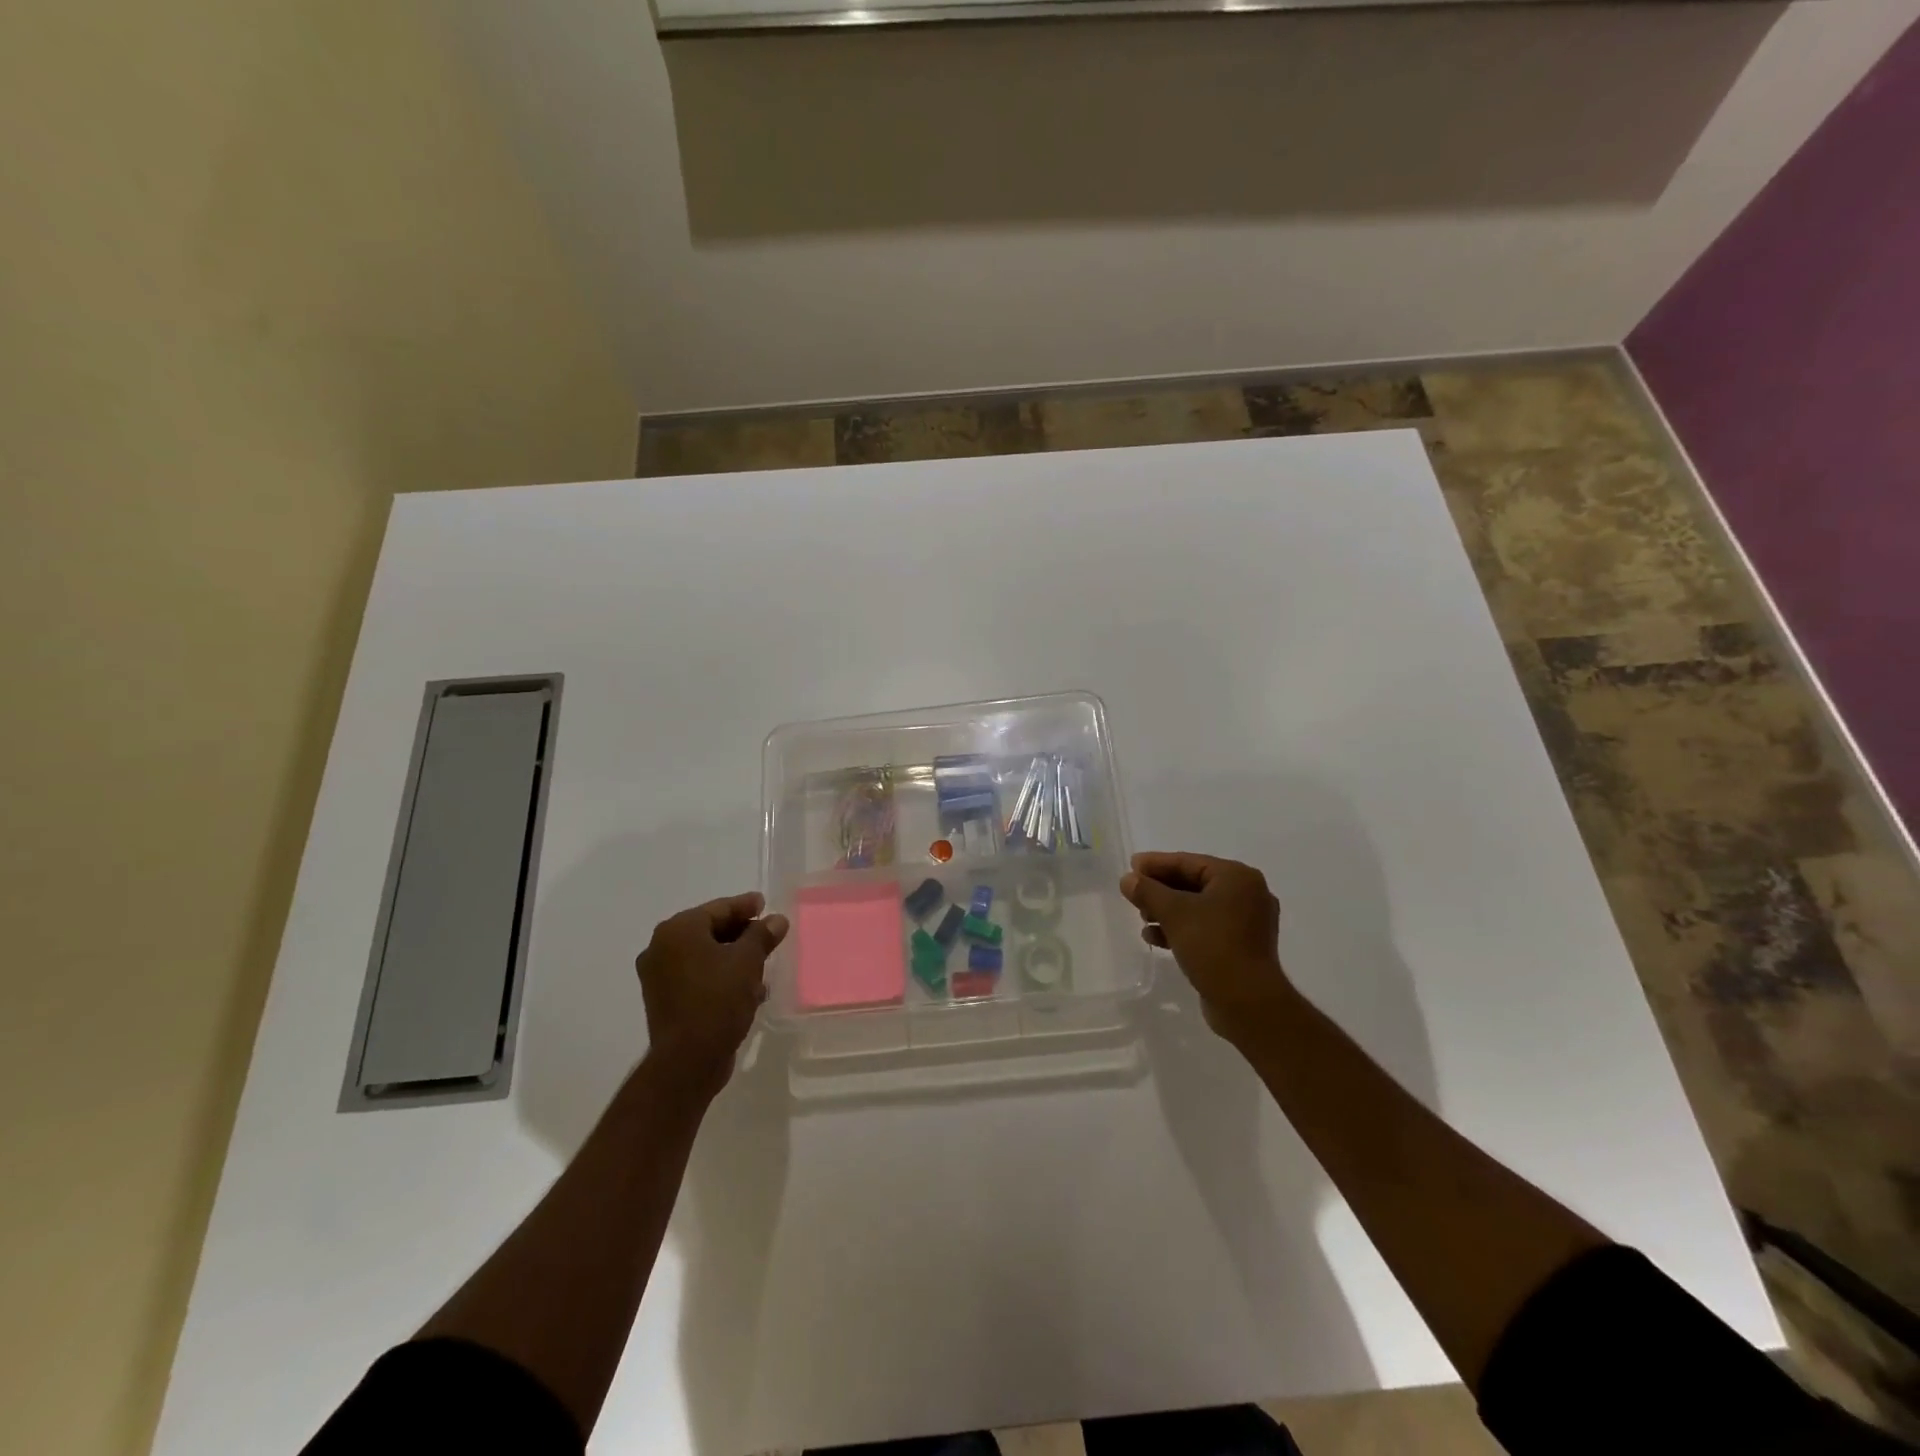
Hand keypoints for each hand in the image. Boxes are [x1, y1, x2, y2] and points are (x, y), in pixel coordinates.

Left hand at [635, 892, 788, 1099]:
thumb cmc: (718, 999)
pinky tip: (746, 989)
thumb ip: (762, 935)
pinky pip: (697, 977)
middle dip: (741, 933)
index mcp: (678, 930)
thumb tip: (776, 920)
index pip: (718, 909)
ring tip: (762, 964)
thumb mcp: (748, 961)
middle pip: (709, 930)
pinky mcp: (665, 1001)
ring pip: (704, 956)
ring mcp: (659, 977)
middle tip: (767, 934)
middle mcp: (661, 948)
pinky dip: (720, 977)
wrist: (688, 1061)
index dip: (745, 906)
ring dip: (732, 957)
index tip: (765, 904)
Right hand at [1119, 852, 1292, 1046]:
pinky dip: (1180, 929)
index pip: (1189, 862)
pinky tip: (1154, 937)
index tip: (1130, 866)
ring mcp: (1246, 922)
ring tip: (1142, 918)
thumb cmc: (1213, 946)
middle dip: (1160, 890)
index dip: (1156, 863)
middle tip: (1133, 893)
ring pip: (1197, 907)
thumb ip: (1148, 891)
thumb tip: (1127, 879)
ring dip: (1167, 911)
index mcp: (1237, 878)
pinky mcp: (1240, 946)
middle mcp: (1246, 895)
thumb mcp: (1174, 913)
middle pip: (1193, 883)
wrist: (1247, 1003)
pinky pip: (1204, 927)